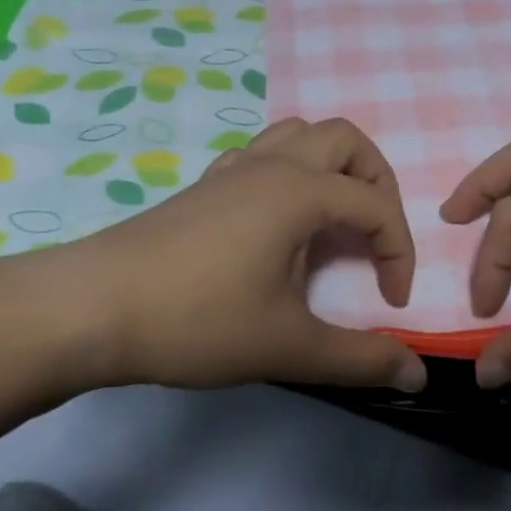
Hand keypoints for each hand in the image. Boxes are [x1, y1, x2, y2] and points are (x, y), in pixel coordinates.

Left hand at [76, 117, 426, 391]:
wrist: (93, 308)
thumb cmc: (197, 320)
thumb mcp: (288, 346)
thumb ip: (360, 359)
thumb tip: (417, 376)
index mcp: (300, 191)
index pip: (376, 206)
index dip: (398, 252)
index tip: (391, 302)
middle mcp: (272, 165)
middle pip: (346, 140)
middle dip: (377, 182)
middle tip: (374, 234)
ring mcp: (234, 169)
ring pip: (300, 134)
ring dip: (333, 166)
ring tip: (335, 218)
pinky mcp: (206, 185)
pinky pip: (263, 154)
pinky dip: (290, 171)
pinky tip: (278, 220)